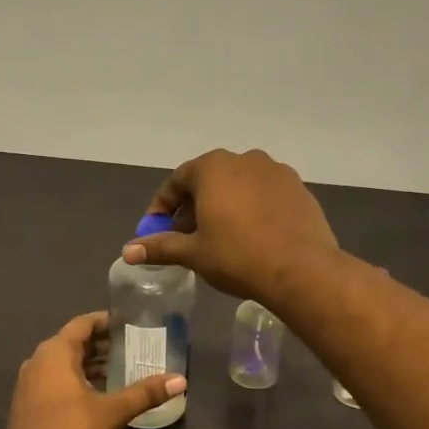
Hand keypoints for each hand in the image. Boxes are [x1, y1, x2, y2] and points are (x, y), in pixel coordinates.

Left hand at [0, 312, 185, 428]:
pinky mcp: (30, 403)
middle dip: (102, 345)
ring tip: (121, 371)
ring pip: (64, 364)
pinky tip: (99, 394)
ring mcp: (31, 382)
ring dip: (90, 365)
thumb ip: (143, 393)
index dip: (106, 322)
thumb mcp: (111, 412)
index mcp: (56, 352)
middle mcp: (39, 361)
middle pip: (74, 343)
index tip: (129, 324)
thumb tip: (180, 380)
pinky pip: (56, 380)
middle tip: (133, 349)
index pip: (83, 324)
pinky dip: (78, 380)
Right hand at [123, 148, 339, 305]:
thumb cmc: (238, 256)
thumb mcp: (193, 253)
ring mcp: (276, 171)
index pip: (177, 181)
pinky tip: (250, 236)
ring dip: (222, 206)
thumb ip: (159, 247)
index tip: (156, 231)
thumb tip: (127, 251)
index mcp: (213, 167)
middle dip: (192, 207)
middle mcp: (244, 159)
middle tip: (185, 237)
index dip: (162, 207)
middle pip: (208, 180)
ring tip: (218, 237)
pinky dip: (250, 209)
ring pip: (238, 186)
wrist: (302, 269)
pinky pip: (264, 195)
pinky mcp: (299, 189)